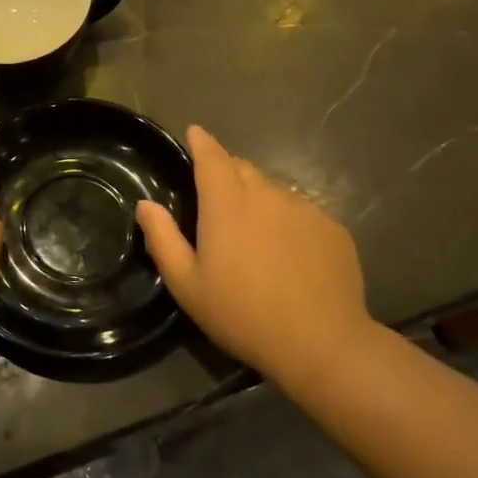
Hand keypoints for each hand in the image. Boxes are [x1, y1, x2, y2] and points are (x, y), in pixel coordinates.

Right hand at [137, 126, 375, 390]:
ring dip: (258, 198)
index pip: (212, 155)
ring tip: (254, 232)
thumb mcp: (188, 285)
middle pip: (243, 168)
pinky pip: (302, 211)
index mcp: (227, 203)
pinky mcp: (332, 227)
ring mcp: (304, 208)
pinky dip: (288, 220)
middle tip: (217, 199)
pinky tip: (288, 252)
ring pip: (273, 189)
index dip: (201, 142)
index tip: (194, 133)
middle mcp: (266, 194)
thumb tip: (146, 205)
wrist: (322, 343)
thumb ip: (163, 239)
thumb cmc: (243, 314)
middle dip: (227, 172)